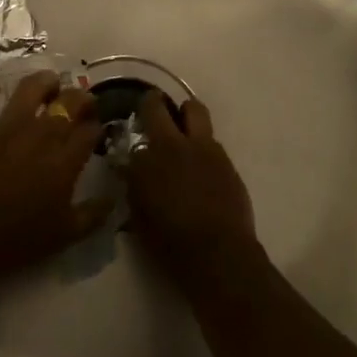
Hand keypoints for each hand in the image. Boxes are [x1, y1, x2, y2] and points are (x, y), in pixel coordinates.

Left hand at [0, 71, 109, 290]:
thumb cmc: (14, 242)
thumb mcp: (63, 236)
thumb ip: (92, 216)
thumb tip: (113, 200)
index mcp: (64, 161)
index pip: (90, 131)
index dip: (97, 126)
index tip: (96, 130)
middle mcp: (40, 134)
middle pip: (69, 102)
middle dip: (82, 99)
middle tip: (82, 104)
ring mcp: (5, 126)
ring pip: (31, 88)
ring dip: (44, 82)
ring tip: (49, 85)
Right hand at [126, 92, 256, 282]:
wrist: (219, 253)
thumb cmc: (171, 242)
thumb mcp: (139, 217)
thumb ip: (134, 186)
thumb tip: (130, 170)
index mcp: (145, 159)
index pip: (130, 133)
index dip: (130, 130)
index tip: (131, 132)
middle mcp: (173, 144)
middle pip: (158, 106)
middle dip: (152, 103)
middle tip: (152, 108)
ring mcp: (204, 147)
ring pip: (194, 110)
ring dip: (186, 114)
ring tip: (183, 128)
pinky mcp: (226, 159)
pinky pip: (211, 139)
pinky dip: (203, 143)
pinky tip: (201, 162)